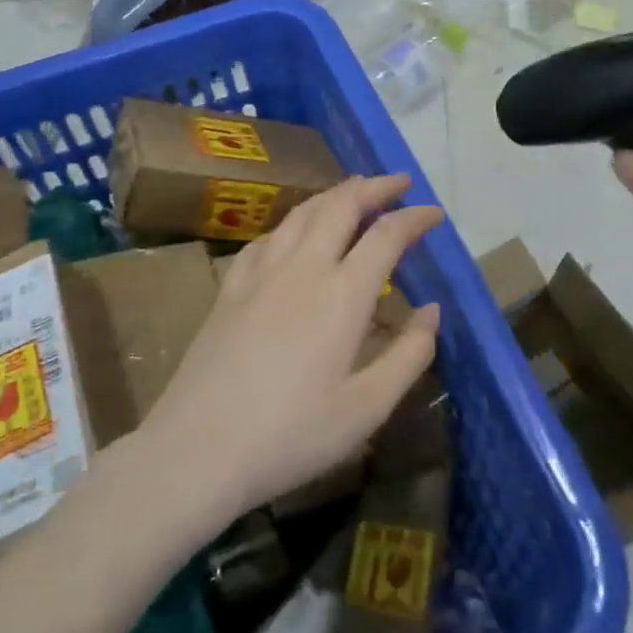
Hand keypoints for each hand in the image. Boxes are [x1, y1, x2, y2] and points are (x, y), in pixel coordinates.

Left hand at [137, 175, 442, 526]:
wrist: (198, 449)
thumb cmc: (291, 436)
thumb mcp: (366, 408)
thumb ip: (409, 355)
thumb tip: (432, 311)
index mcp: (342, 295)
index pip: (386, 235)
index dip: (415, 218)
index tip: (435, 214)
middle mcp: (302, 268)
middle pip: (340, 205)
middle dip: (373, 187)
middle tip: (398, 183)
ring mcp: (259, 273)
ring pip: (301, 213)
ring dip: (333, 195)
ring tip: (352, 192)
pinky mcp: (229, 288)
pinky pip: (266, 237)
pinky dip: (292, 223)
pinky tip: (293, 234)